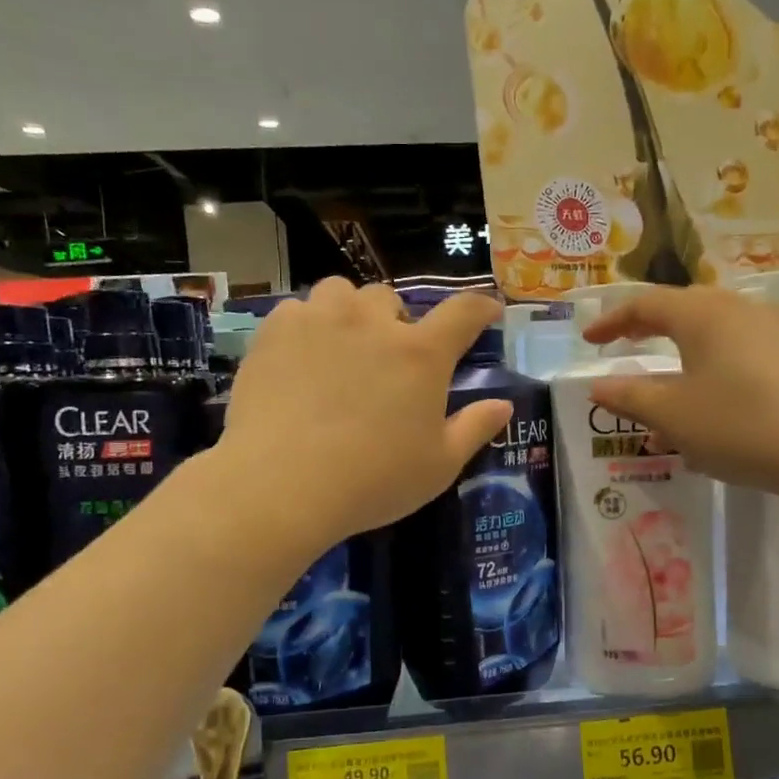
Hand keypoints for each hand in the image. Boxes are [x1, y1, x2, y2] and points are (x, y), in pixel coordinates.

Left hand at [221, 280, 510, 540]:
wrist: (282, 484)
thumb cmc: (372, 480)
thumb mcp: (439, 466)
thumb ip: (474, 429)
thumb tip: (503, 404)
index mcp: (421, 354)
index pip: (463, 313)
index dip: (480, 307)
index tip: (487, 311)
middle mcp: (372, 322)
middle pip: (391, 299)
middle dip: (395, 322)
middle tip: (388, 358)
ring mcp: (320, 320)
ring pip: (341, 293)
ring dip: (349, 313)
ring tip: (341, 347)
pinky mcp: (275, 331)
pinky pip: (298, 310)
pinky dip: (307, 326)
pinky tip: (300, 360)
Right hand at [582, 285, 778, 501]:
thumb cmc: (743, 427)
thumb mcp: (674, 416)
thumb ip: (630, 397)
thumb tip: (598, 386)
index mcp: (703, 314)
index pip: (644, 305)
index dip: (611, 320)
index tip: (588, 340)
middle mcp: (739, 308)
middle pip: (682, 310)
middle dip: (647, 329)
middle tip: (622, 345)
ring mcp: (775, 329)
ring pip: (713, 335)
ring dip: (680, 357)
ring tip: (663, 389)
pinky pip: (740, 353)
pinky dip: (712, 371)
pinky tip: (710, 408)